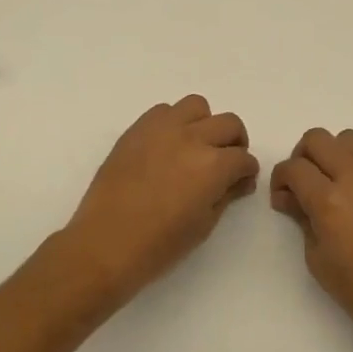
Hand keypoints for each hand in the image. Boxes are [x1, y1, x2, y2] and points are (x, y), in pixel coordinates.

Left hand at [48, 95, 258, 311]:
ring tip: (195, 146)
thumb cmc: (159, 245)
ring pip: (197, 106)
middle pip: (229, 123)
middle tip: (226, 162)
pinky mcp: (136, 129)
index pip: (243, 158)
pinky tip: (167, 146)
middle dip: (234, 143)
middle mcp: (192, 138)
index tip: (241, 182)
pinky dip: (173, 122)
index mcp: (213, 166)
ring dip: (204, 124)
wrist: (105, 243)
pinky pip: (163, 110)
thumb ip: (226, 195)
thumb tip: (239, 180)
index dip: (247, 171)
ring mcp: (162, 129)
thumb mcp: (204, 225)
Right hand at [271, 128, 352, 351]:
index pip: (293, 167)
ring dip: (334, 153)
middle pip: (317, 139)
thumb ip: (300, 216)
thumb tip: (289, 196)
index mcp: (328, 201)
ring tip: (336, 181)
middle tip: (305, 184)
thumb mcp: (316, 257)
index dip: (280, 179)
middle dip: (302, 158)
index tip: (284, 197)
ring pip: (347, 137)